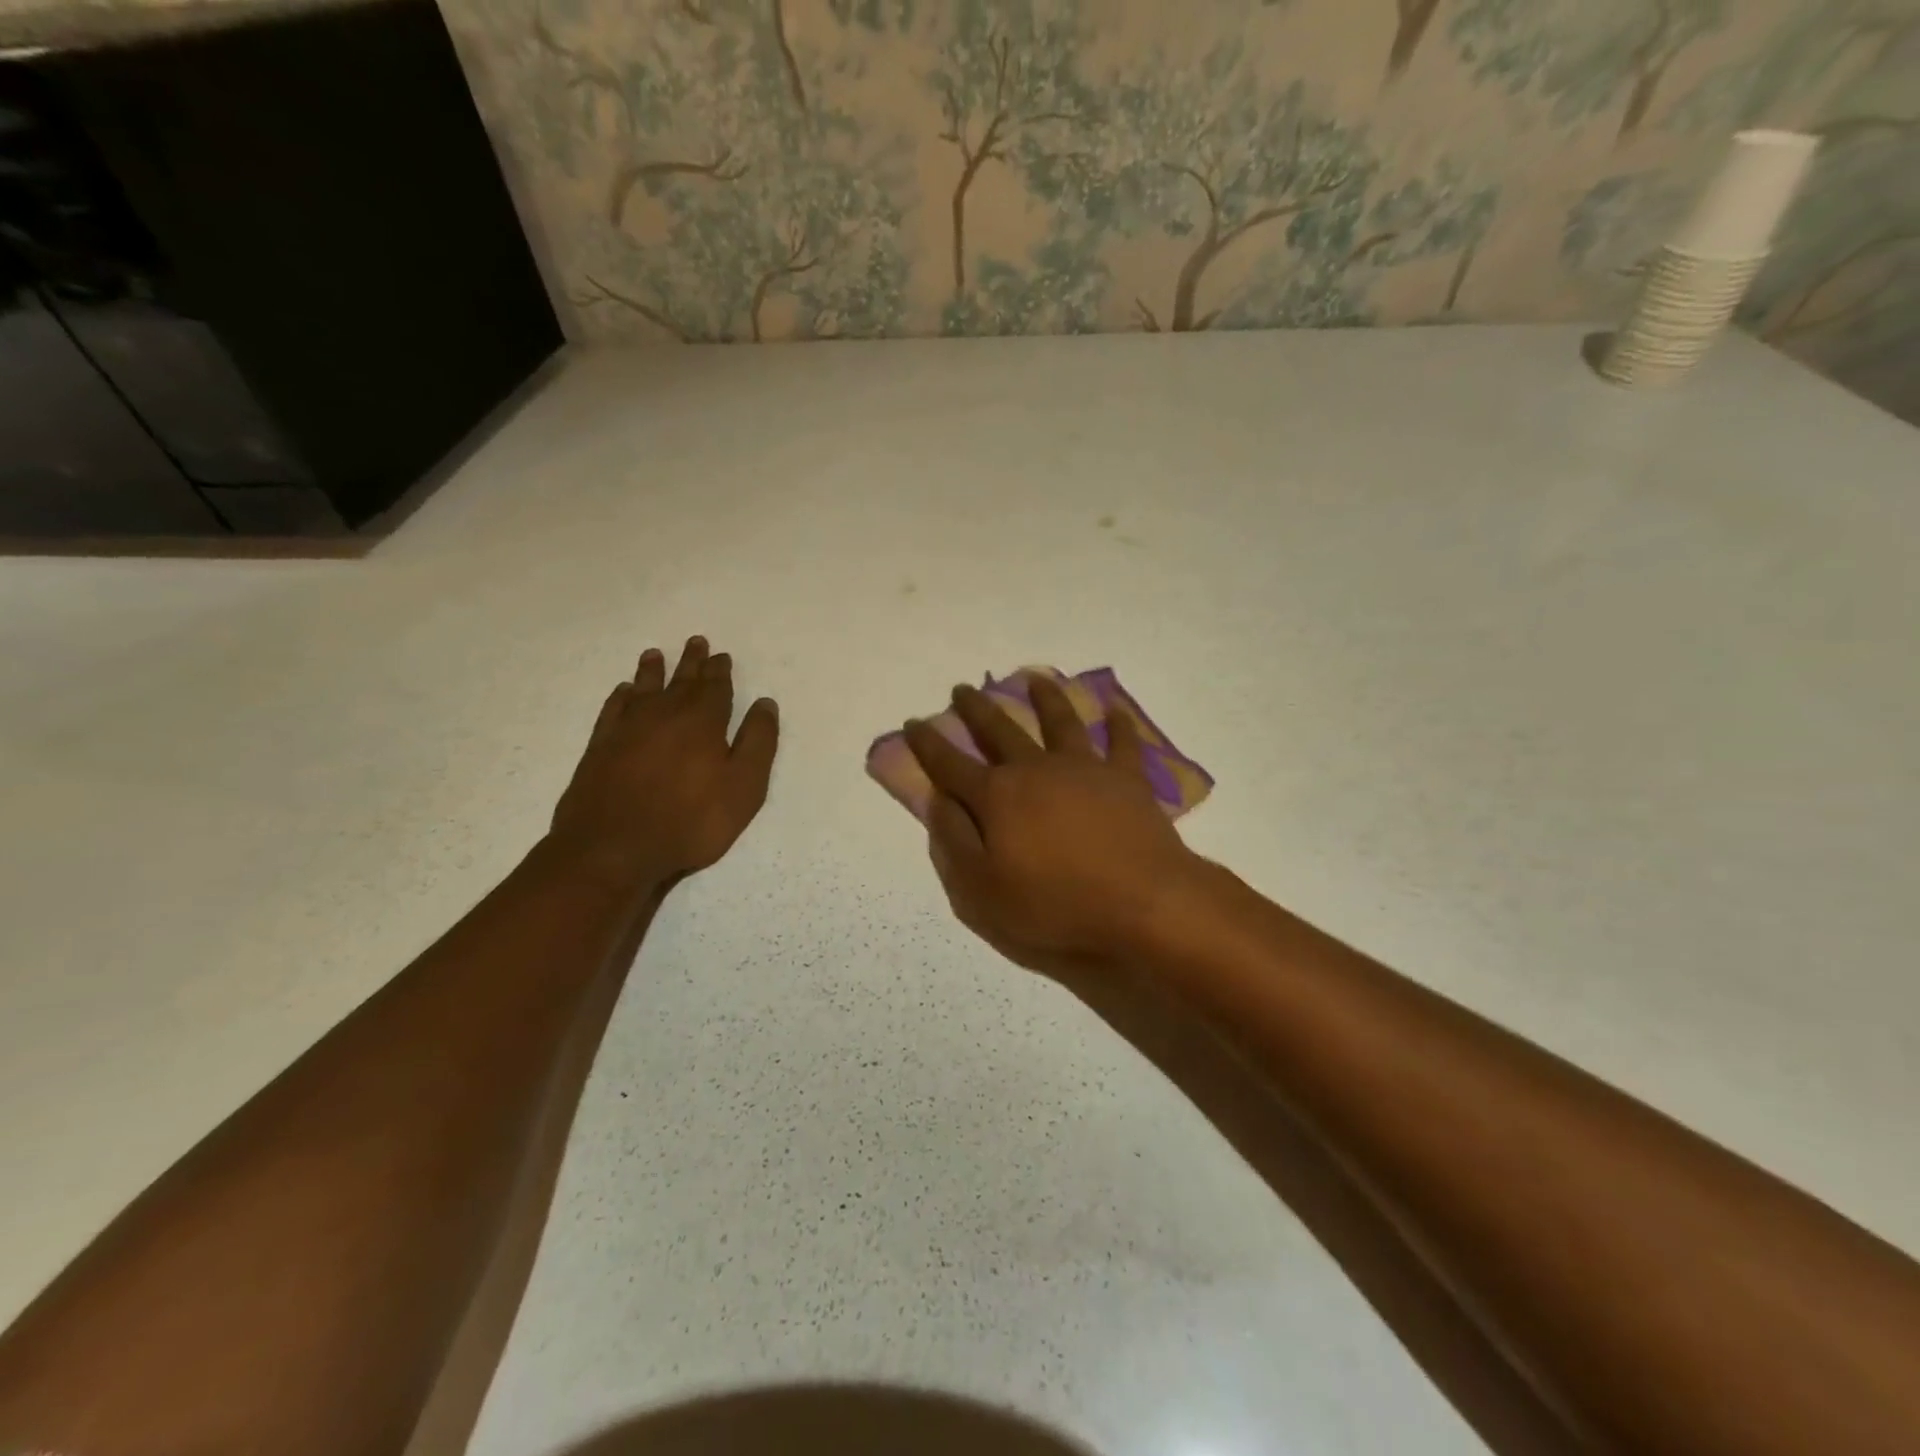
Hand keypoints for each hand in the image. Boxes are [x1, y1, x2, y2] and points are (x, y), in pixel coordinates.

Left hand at [548, 636, 778, 891]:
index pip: (715, 687)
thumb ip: (758, 743)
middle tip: (696, 641)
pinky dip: (621, 697)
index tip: (721, 655)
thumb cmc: (690, 821)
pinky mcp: (601, 747)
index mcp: (703, 721)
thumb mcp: (743, 787)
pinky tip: (624, 692)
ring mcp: (628, 729)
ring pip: (645, 688)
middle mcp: (665, 715)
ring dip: (653, 671)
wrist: (613, 848)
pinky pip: (614, 709)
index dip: (720, 671)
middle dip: (691, 662)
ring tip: (655, 654)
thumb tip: (765, 703)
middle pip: (681, 681)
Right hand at [904, 677, 1201, 975]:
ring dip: (1045, 697)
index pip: (950, 764)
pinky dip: (1119, 724)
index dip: (928, 743)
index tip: (914, 721)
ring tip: (1035, 678)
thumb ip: (954, 841)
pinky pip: (1122, 743)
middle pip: (1000, 730)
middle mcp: (1036, 770)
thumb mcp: (982, 890)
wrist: (1141, 902)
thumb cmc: (1055, 904)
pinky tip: (1115, 709)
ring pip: (1060, 722)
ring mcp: (1084, 769)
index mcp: (997, 797)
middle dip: (976, 709)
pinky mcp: (1126, 779)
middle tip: (962, 689)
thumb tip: (937, 799)